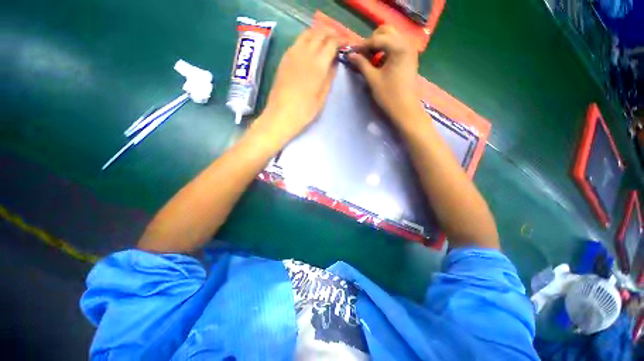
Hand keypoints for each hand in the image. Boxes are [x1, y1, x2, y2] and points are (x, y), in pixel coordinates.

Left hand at [253, 28, 339, 148]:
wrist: (281, 115)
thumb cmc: (305, 111)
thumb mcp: (322, 97)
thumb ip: (329, 78)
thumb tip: (334, 63)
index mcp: (318, 64)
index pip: (332, 42)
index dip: (340, 40)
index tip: (345, 43)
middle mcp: (306, 53)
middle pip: (320, 33)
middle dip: (331, 33)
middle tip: (337, 39)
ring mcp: (292, 53)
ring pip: (307, 33)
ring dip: (318, 33)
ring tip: (324, 40)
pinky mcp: (284, 58)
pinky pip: (297, 41)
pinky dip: (307, 39)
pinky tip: (310, 47)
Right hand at [347, 26, 419, 120]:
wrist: (405, 109)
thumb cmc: (389, 95)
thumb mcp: (373, 79)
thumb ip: (362, 64)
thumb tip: (350, 54)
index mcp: (399, 47)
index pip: (377, 38)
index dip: (362, 45)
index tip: (351, 52)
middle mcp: (406, 43)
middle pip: (386, 31)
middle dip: (372, 40)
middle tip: (362, 54)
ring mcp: (410, 50)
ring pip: (392, 37)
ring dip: (379, 44)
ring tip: (370, 58)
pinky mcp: (409, 57)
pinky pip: (396, 45)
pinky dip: (386, 49)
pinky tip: (379, 61)